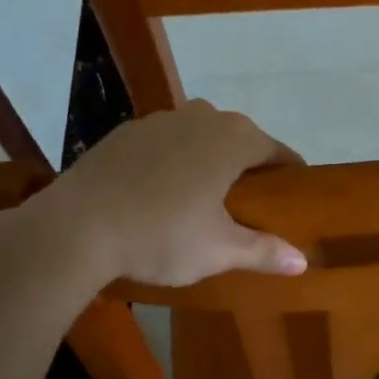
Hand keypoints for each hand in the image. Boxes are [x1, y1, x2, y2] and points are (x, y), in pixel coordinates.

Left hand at [41, 100, 307, 285]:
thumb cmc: (161, 235)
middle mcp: (201, 116)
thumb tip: (303, 261)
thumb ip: (264, 251)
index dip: (289, 173)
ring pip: (199, 135)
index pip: (277, 151)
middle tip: (249, 203)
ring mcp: (159, 120)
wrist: (75, 227)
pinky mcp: (125, 132)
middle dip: (248, 165)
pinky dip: (173, 159)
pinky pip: (164, 141)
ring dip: (208, 158)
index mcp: (233, 139)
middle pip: (239, 137)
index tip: (294, 194)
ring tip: (204, 196)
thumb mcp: (218, 251)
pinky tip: (160, 191)